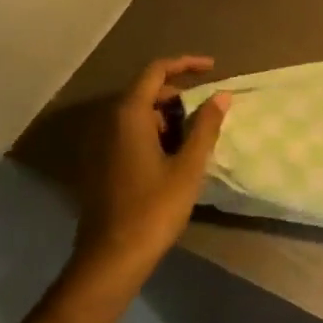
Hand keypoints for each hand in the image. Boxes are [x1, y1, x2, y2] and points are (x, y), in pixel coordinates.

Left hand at [71, 55, 228, 283]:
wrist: (112, 258)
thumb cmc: (154, 209)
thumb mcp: (188, 166)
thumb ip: (205, 126)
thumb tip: (221, 95)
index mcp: (129, 116)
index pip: (156, 71)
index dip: (185, 64)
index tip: (213, 68)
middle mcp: (109, 122)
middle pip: (146, 91)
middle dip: (180, 94)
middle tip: (209, 110)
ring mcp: (101, 144)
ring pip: (139, 114)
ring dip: (169, 116)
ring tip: (197, 136)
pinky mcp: (102, 164)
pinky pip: (130, 134)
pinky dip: (155, 133)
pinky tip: (175, 156)